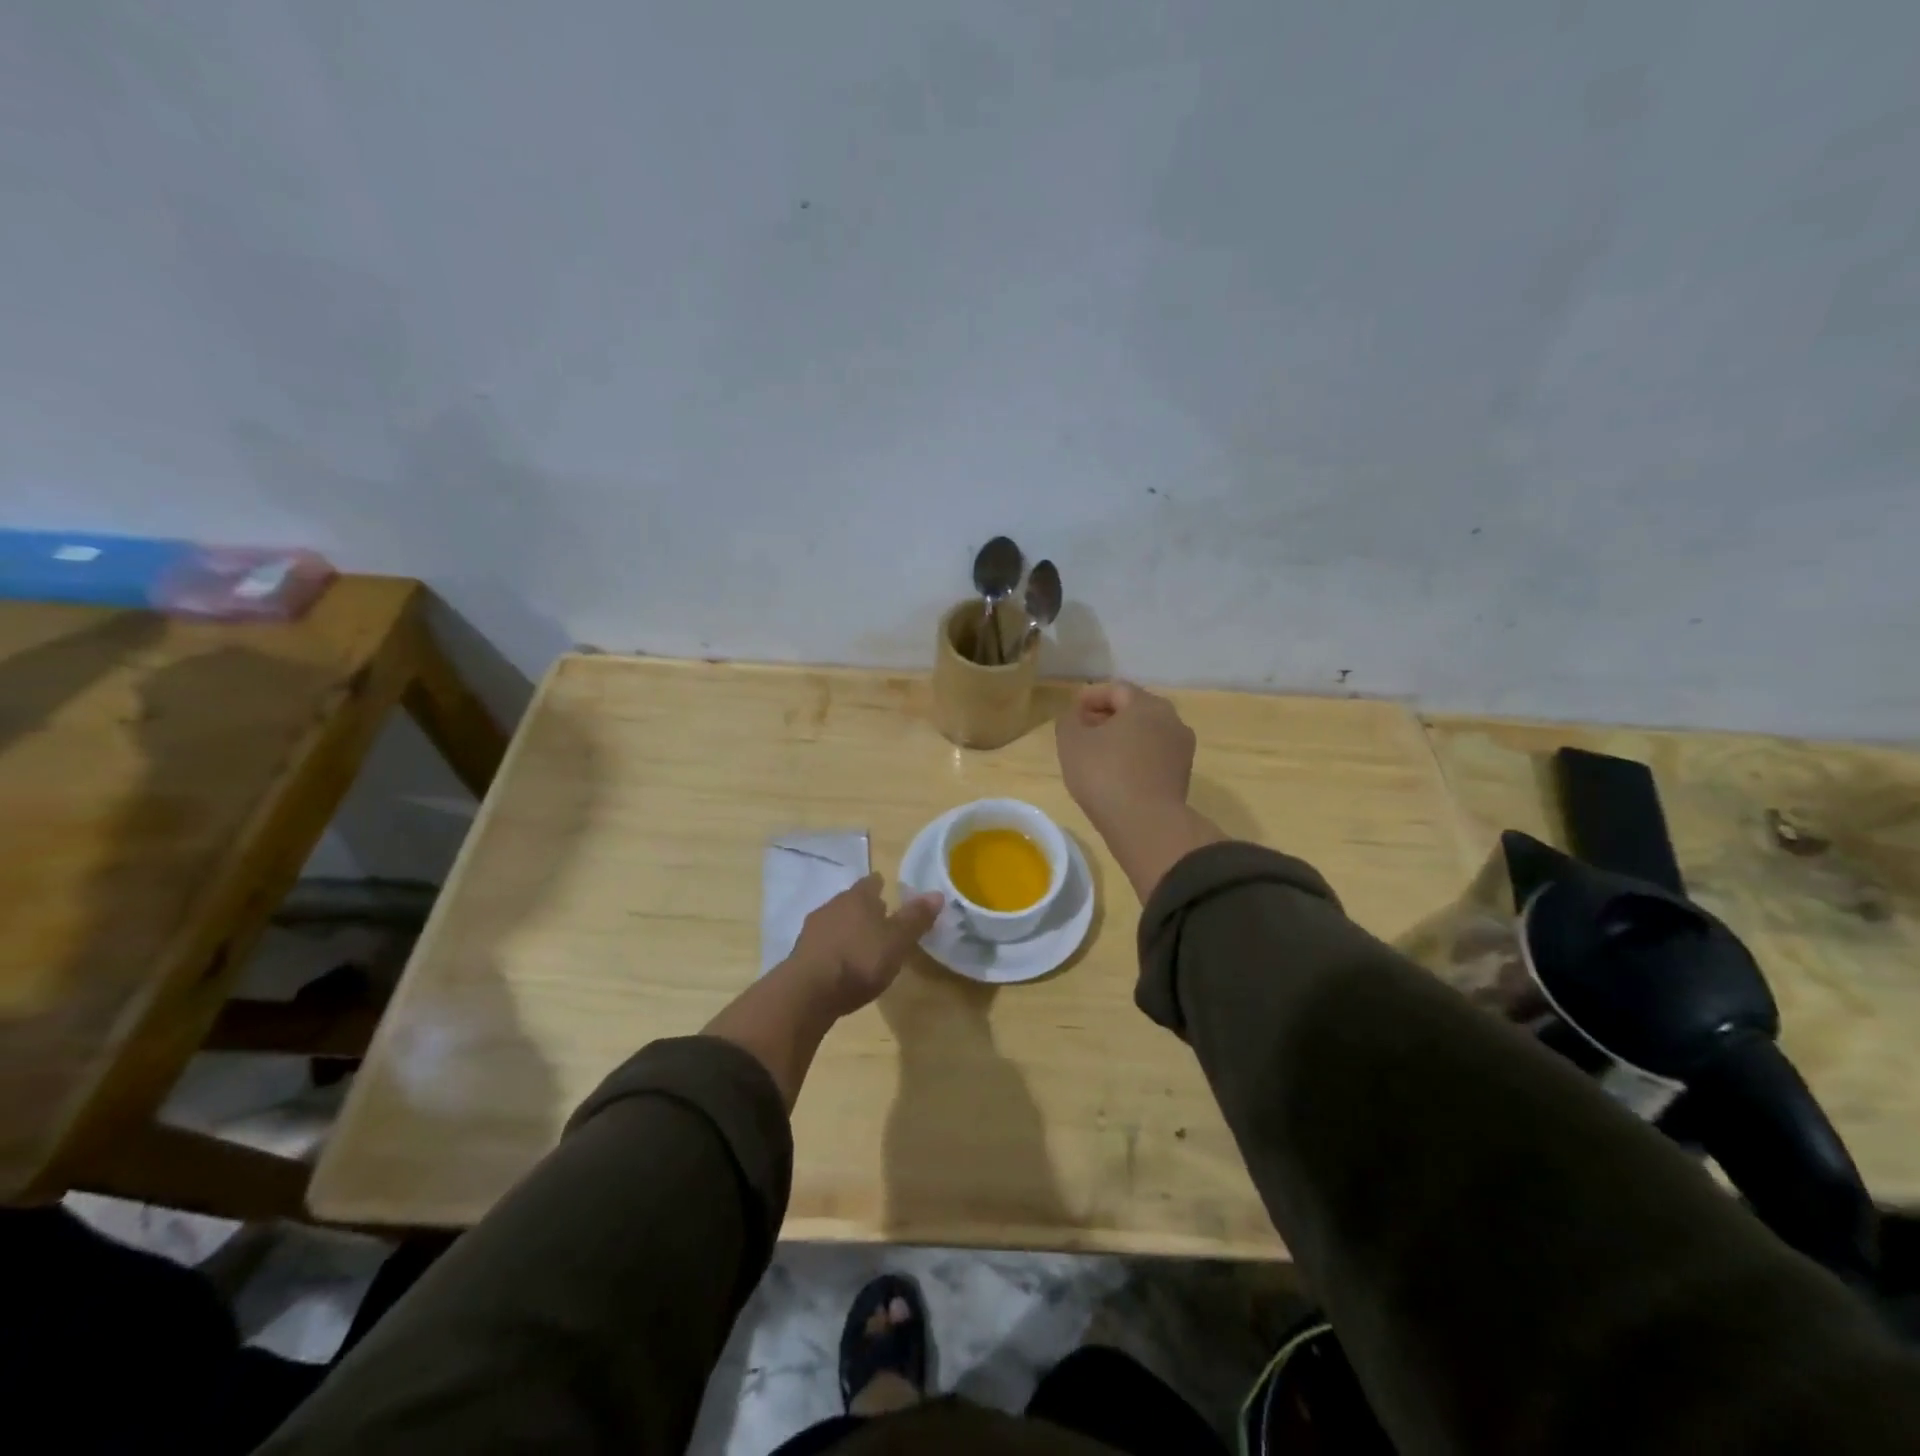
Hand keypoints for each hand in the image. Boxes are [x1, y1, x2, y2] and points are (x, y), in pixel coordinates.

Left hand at [786, 874, 943, 1016]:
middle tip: (879, 916)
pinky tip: (841, 962)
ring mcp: (812, 930)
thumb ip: (915, 918)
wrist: (807, 993)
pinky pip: (823, 943)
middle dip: (864, 907)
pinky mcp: (801, 954)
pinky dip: (834, 948)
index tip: (886, 888)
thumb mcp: (896, 941)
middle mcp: (832, 906)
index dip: (880, 885)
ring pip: (835, 921)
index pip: (871, 883)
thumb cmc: (859, 960)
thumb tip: (937, 893)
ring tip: (862, 942)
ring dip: (847, 928)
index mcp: (857, 898)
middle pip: (851, 901)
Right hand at [1056, 683, 1219, 900]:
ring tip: (1097, 755)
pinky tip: (1116, 775)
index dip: (1091, 697)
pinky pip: (1153, 757)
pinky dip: (1134, 758)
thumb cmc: (1105, 774)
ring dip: (1122, 739)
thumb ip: (1069, 721)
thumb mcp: (1072, 742)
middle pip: (1135, 710)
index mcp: (1146, 705)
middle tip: (1082, 731)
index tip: (1072, 711)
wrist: (1146, 824)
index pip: (1116, 690)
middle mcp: (1171, 721)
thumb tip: (1077, 717)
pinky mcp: (1182, 777)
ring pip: (1146, 734)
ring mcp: (1181, 750)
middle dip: (1107, 717)